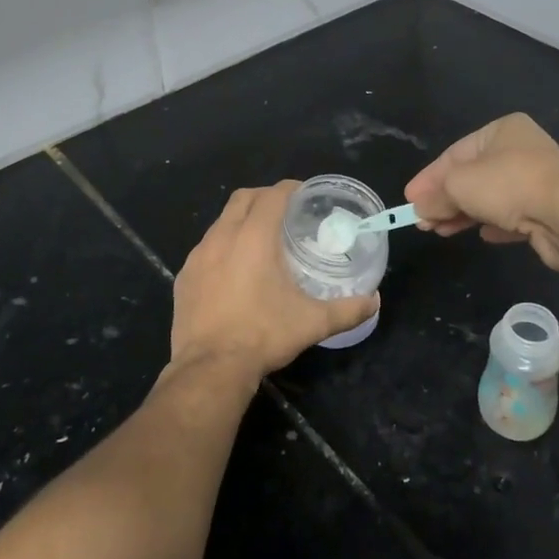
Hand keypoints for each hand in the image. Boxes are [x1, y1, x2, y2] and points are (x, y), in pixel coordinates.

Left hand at [170, 182, 378, 384]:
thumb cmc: (263, 335)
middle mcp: (222, 237)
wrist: (210, 368)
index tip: (304, 195)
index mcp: (254, 237)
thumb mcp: (312, 323)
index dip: (290, 189)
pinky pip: (205, 248)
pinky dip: (222, 246)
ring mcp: (198, 256)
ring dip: (241, 221)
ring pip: (221, 222)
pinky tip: (233, 270)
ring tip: (260, 240)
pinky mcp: (184, 276)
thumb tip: (374, 301)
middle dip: (264, 197)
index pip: (273, 195)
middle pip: (243, 198)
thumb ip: (347, 309)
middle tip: (285, 212)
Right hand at [404, 114, 558, 274]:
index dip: (429, 178)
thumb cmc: (507, 185)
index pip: (455, 154)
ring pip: (491, 197)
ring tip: (441, 231)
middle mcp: (521, 150)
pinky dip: (494, 224)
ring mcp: (538, 180)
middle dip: (444, 199)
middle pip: (472, 176)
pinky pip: (513, 215)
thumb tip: (419, 208)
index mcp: (501, 130)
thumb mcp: (458, 186)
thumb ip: (435, 196)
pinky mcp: (548, 210)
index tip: (409, 199)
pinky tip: (482, 235)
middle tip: (422, 221)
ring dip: (464, 214)